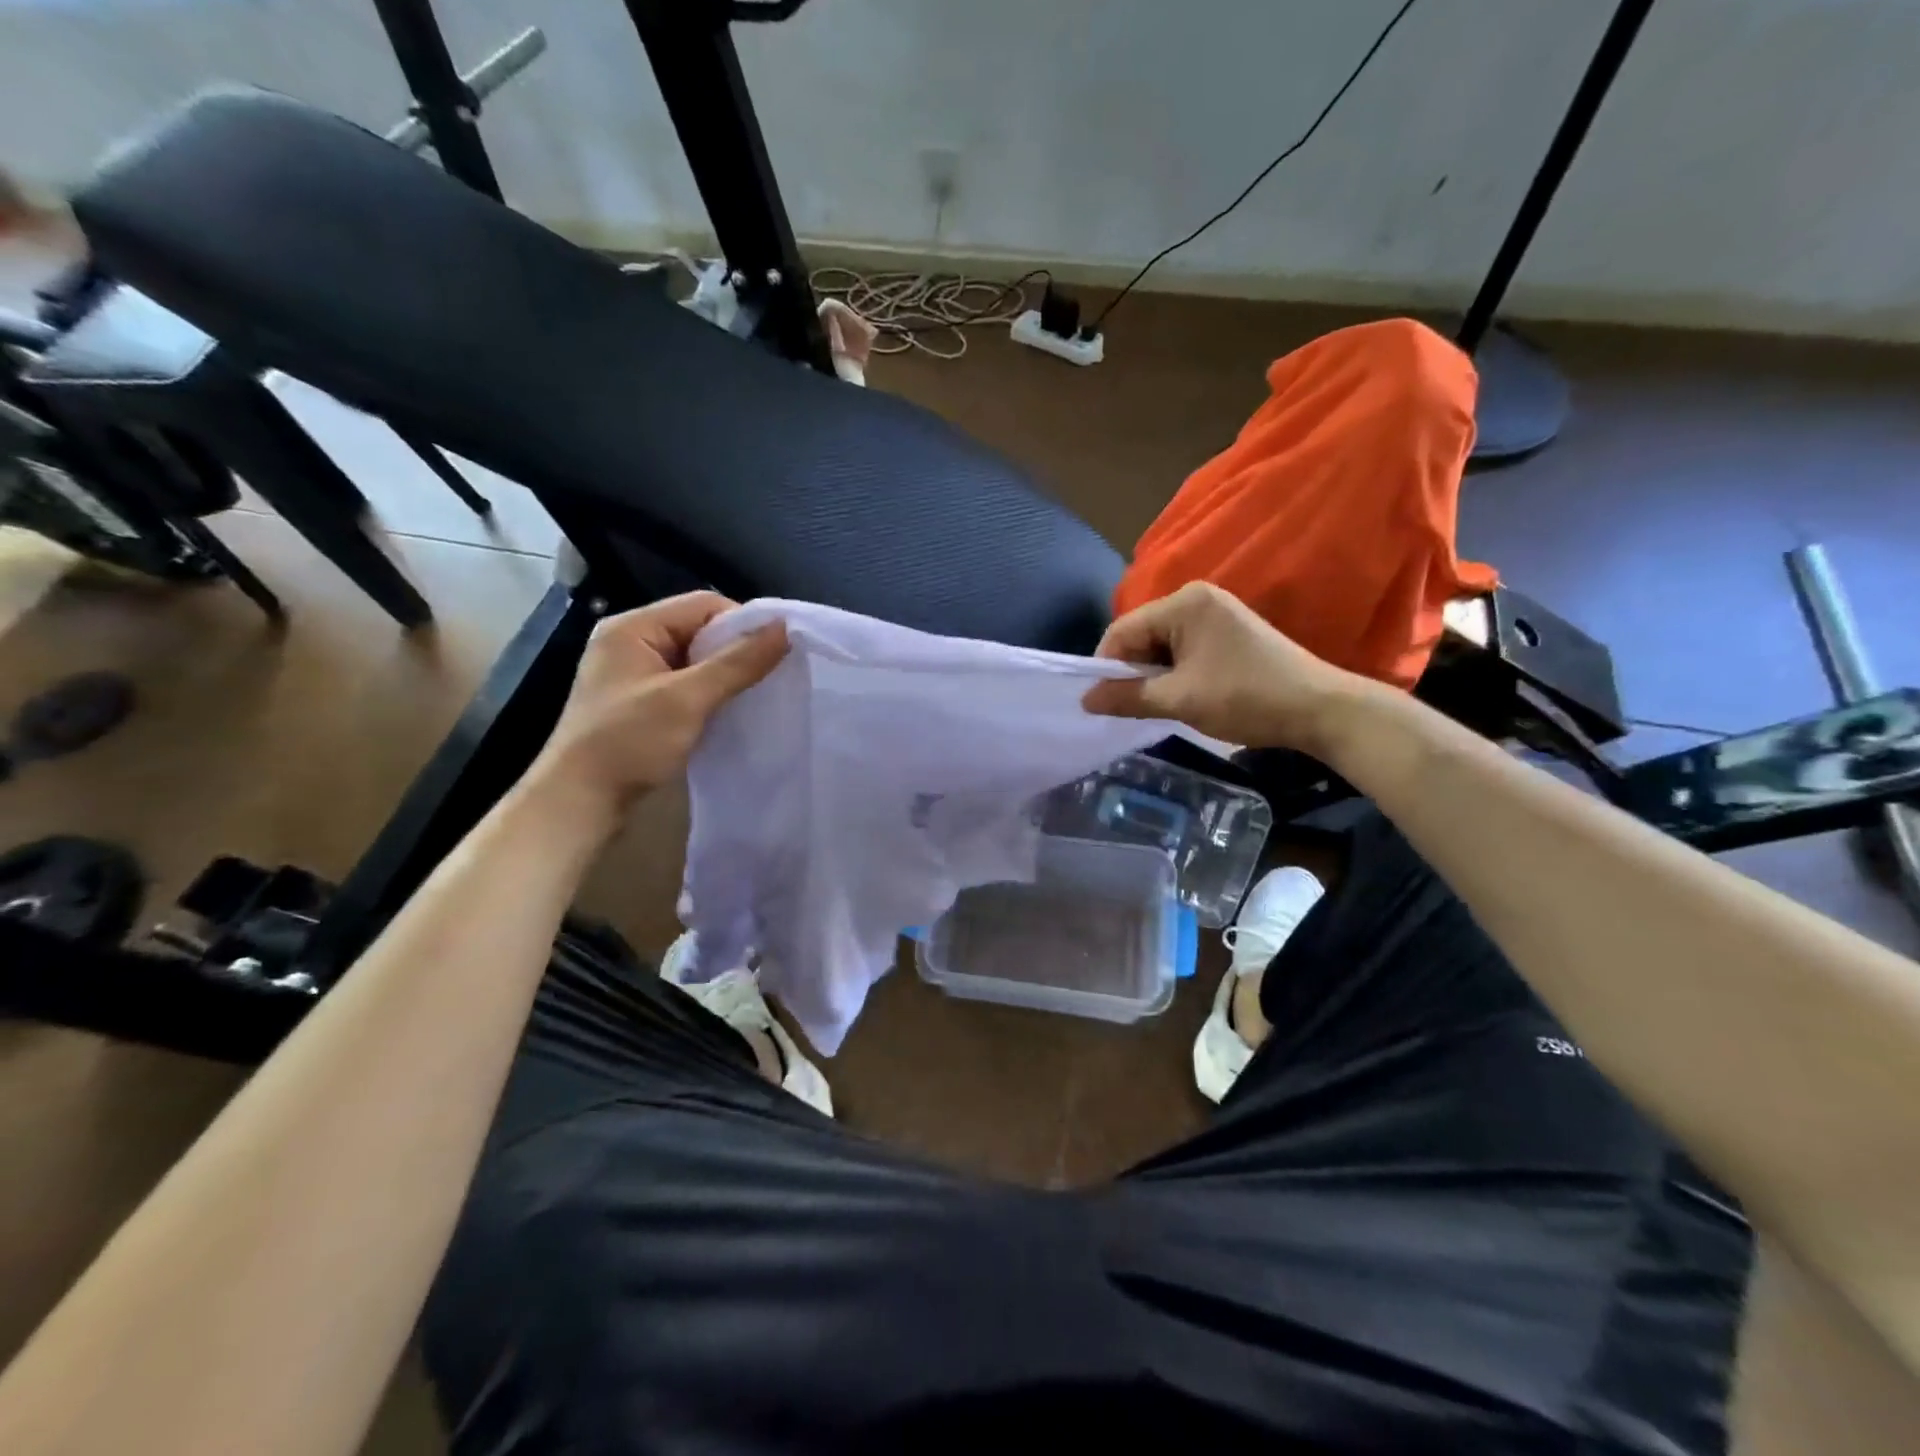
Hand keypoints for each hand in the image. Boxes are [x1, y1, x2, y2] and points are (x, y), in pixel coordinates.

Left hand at [527, 592, 786, 825]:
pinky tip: (730, 711)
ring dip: (726, 674)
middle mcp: (631, 642)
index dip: (743, 624)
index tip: (776, 653)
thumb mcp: (688, 698)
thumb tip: (784, 628)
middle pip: (700, 630)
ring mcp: (634, 674)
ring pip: (696, 660)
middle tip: (771, 676)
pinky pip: (686, 684)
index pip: (703, 605)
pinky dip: (710, 694)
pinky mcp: (641, 702)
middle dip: (736, 650)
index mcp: (633, 627)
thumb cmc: (629, 742)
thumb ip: (738, 662)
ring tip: (756, 694)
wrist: (580, 801)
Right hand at [1081, 582, 1364, 754]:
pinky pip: (1183, 646)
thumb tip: (1085, 700)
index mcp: (1184, 603)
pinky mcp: (1228, 630)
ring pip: (1161, 643)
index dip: (1106, 666)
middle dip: (1131, 670)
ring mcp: (1215, 612)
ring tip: (1157, 704)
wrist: (1319, 709)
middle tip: (1131, 707)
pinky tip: (1181, 694)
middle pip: (1141, 633)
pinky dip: (1174, 671)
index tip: (1103, 702)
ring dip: (1153, 674)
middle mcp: (1197, 597)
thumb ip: (1127, 697)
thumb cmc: (1245, 698)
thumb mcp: (1180, 701)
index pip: (1122, 630)